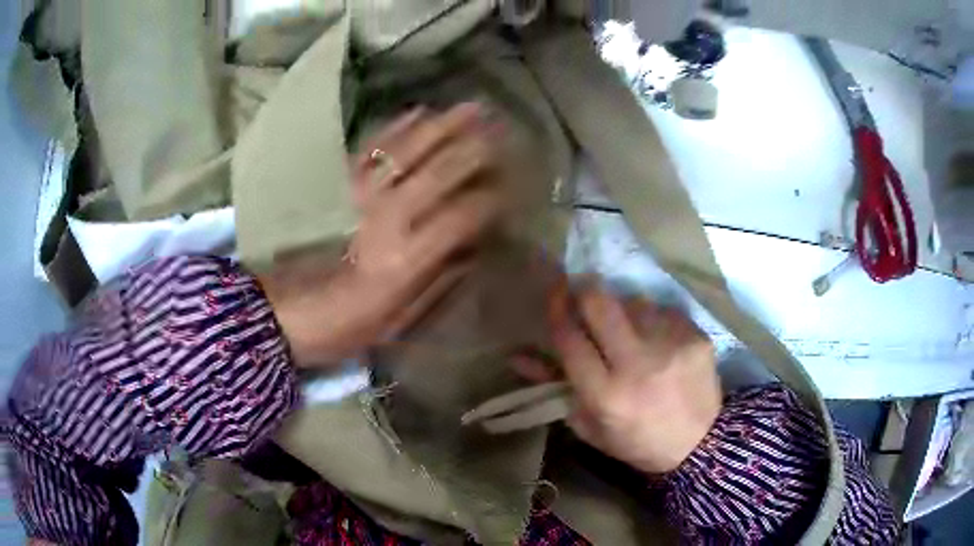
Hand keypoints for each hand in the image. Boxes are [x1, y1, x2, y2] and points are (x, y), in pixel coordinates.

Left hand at [263, 103, 505, 365]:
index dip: (494, 196)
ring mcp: (361, 195)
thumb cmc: (343, 325)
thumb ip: (439, 283)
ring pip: (411, 149)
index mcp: (408, 259)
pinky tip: (418, 112)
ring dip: (445, 125)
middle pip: (443, 170)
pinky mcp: (339, 185)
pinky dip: (398, 127)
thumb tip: (473, 248)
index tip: (512, 187)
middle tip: (503, 129)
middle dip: (478, 147)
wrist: (281, 312)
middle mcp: (390, 218)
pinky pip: (373, 147)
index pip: (466, 213)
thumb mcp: (398, 322)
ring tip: (471, 108)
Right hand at [514, 278, 721, 473]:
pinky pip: (662, 311)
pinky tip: (656, 337)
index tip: (554, 292)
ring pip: (632, 301)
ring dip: (622, 308)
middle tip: (582, 291)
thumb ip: (554, 387)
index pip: (569, 338)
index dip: (557, 309)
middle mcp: (637, 365)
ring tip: (627, 327)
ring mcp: (670, 346)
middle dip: (584, 290)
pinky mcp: (695, 336)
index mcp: (606, 394)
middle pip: (600, 304)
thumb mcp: (589, 425)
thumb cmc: (636, 440)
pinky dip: (652, 318)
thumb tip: (517, 355)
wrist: (700, 443)